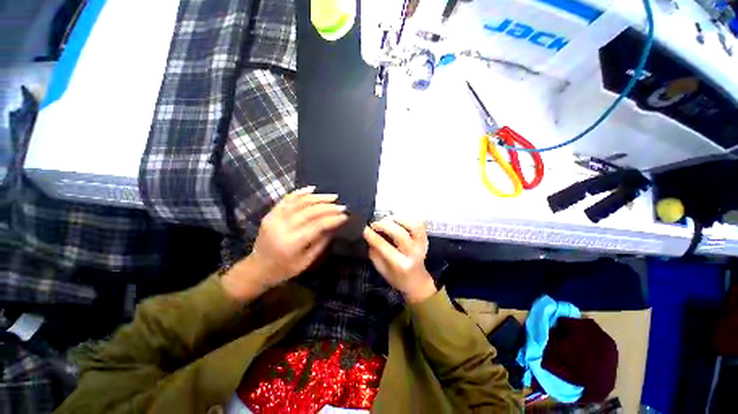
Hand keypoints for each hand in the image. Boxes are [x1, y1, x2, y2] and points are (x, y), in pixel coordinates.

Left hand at [222, 186, 347, 300]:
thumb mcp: (306, 261)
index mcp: (292, 243)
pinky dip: (300, 192)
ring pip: (299, 202)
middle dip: (329, 207)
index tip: (345, 216)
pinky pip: (287, 199)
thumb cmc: (284, 269)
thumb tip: (335, 226)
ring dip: (318, 197)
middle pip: (310, 211)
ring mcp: (274, 218)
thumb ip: (321, 242)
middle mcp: (282, 227)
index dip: (333, 219)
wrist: (257, 268)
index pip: (317, 225)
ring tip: (332, 196)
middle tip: (342, 206)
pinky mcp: (270, 214)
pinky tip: (312, 189)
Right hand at [363, 217, 436, 302]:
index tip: (364, 229)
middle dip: (384, 225)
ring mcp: (422, 244)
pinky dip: (407, 218)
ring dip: (397, 219)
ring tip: (387, 220)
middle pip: (399, 233)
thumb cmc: (396, 276)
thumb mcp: (381, 268)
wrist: (416, 281)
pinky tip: (397, 220)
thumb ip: (374, 251)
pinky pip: (419, 223)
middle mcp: (413, 253)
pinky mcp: (425, 238)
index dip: (373, 236)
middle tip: (375, 224)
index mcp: (401, 264)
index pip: (384, 247)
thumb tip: (368, 234)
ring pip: (413, 225)